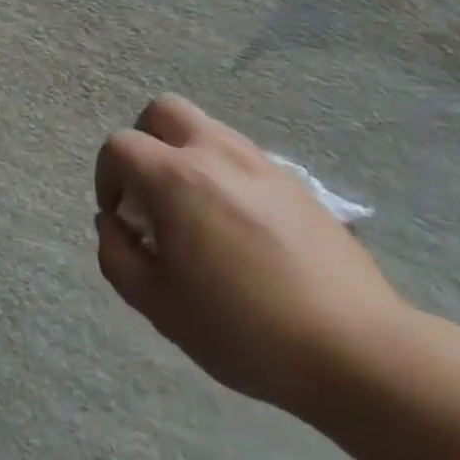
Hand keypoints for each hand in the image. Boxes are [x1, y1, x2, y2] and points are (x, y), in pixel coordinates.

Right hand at [94, 95, 408, 415]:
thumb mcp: (157, 305)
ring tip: (196, 214)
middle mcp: (217, 155)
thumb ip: (117, 256)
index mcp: (176, 178)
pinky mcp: (297, 184)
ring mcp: (262, 165)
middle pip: (164, 111)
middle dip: (144, 141)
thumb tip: (112, 223)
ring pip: (208, 129)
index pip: (120, 145)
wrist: (353, 349)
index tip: (119, 216)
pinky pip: (244, 159)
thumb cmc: (241, 329)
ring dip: (186, 156)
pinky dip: (225, 176)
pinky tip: (239, 230)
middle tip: (151, 193)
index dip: (106, 176)